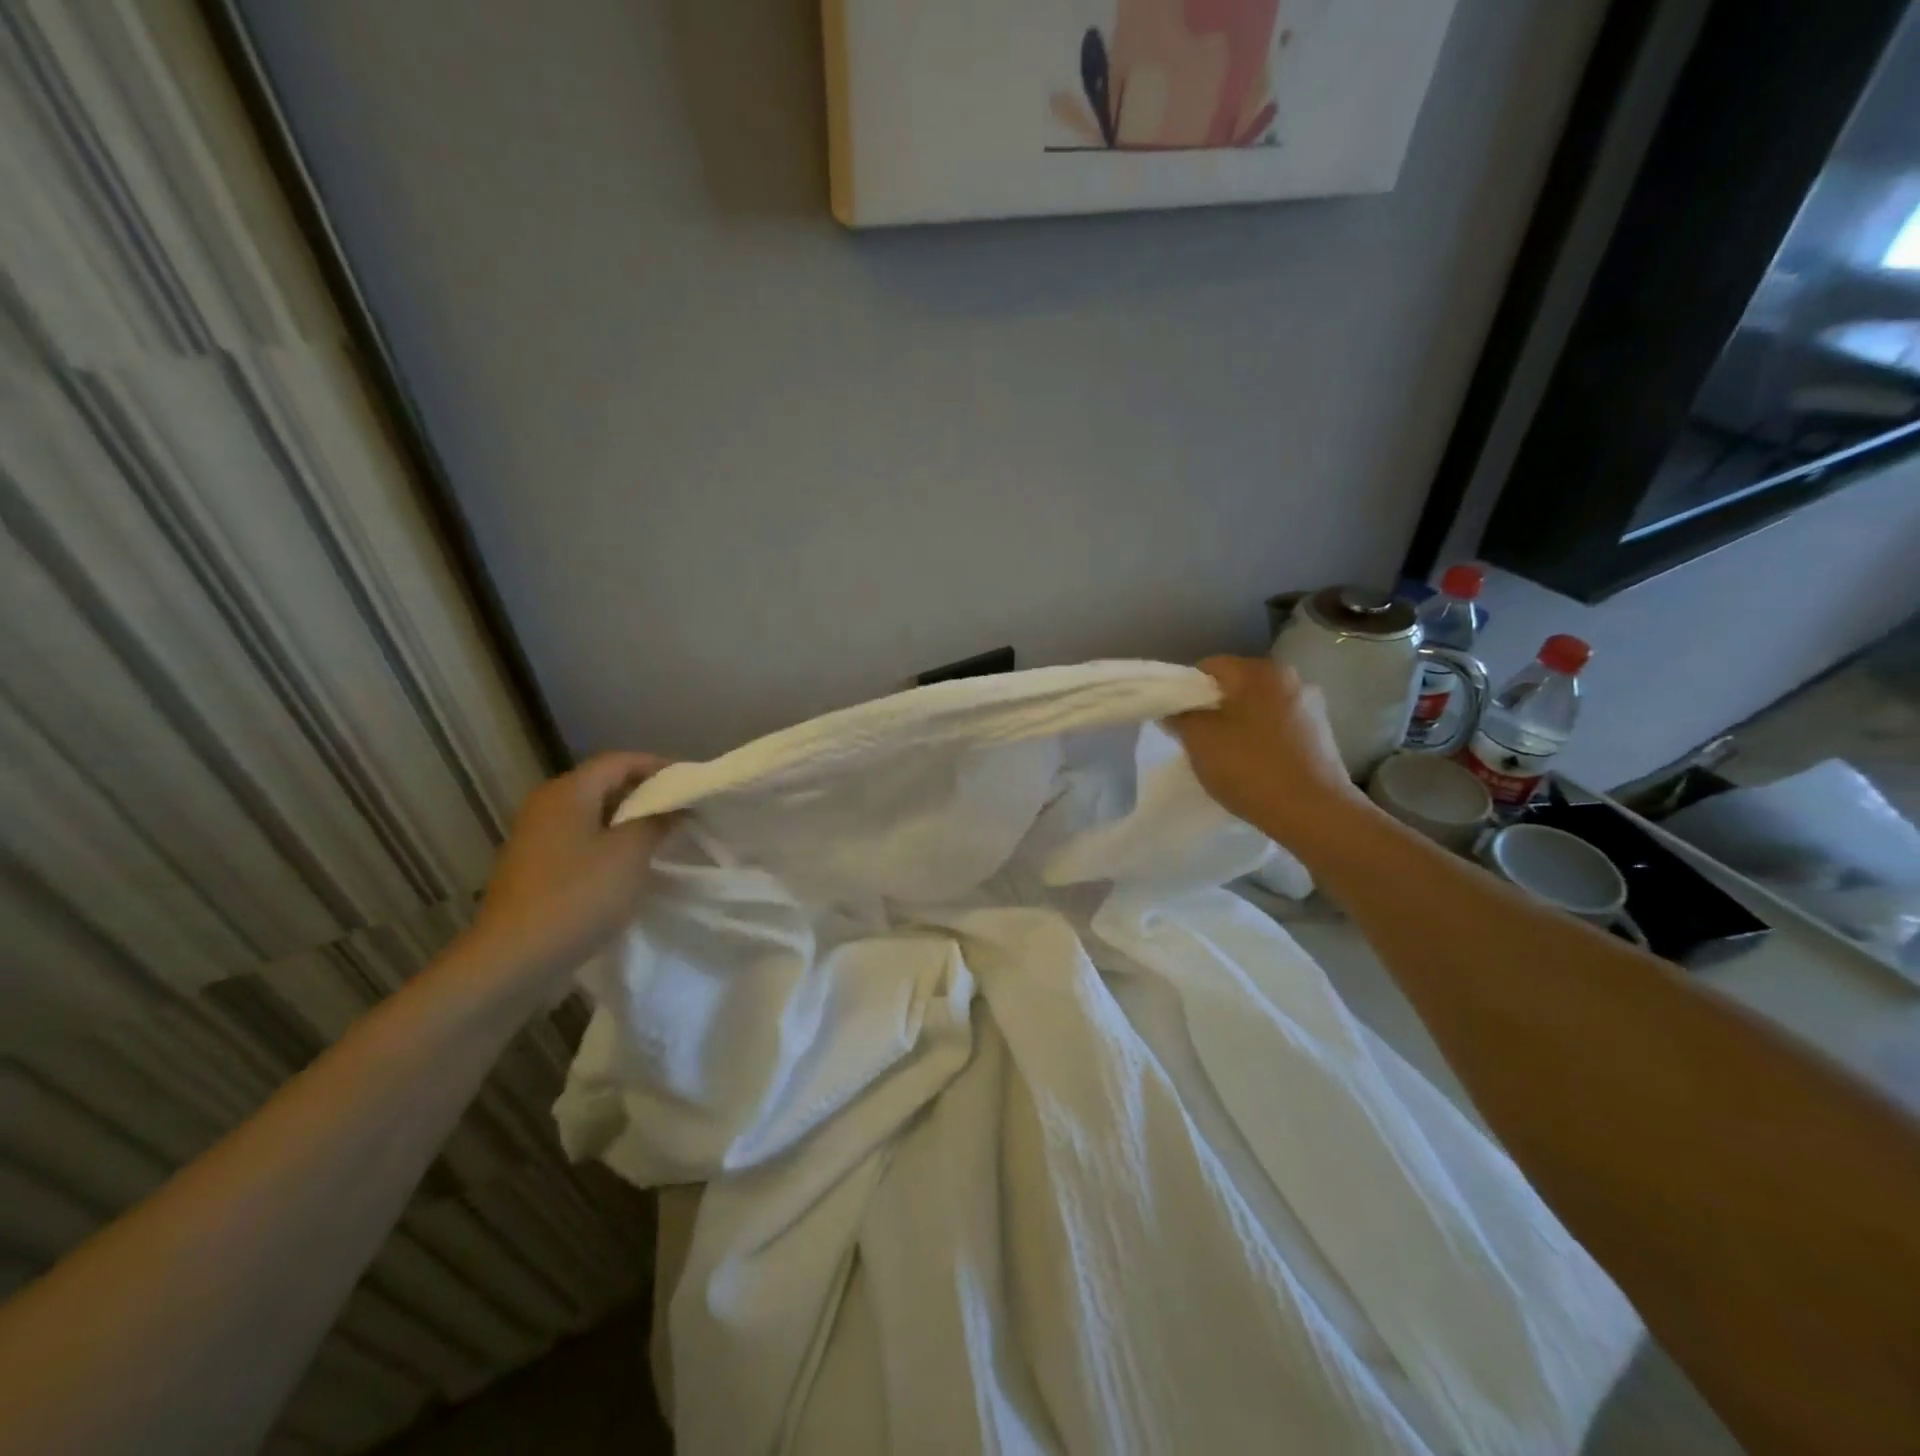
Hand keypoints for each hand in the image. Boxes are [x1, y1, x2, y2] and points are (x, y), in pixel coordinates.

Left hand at [464, 752, 675, 990]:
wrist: (513, 961)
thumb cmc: (577, 896)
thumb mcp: (630, 854)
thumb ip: (657, 822)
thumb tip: (673, 806)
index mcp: (567, 793)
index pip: (619, 761)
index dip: (658, 766)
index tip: (691, 782)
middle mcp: (546, 807)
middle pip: (604, 785)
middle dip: (645, 794)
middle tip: (682, 809)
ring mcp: (536, 839)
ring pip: (593, 816)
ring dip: (628, 822)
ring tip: (664, 837)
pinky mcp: (535, 869)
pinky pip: (581, 842)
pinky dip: (609, 845)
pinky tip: (631, 867)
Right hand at [1169, 657, 1369, 846]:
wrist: (1313, 812)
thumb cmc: (1250, 767)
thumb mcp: (1199, 740)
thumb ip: (1180, 717)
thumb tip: (1173, 709)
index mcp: (1260, 671)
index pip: (1209, 666)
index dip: (1185, 690)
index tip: (1177, 719)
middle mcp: (1291, 678)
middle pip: (1236, 685)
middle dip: (1213, 708)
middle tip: (1197, 739)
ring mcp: (1311, 706)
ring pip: (1257, 707)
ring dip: (1238, 724)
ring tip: (1227, 756)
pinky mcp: (1321, 734)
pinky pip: (1278, 727)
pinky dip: (1261, 740)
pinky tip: (1254, 766)